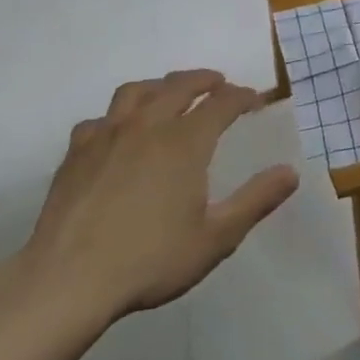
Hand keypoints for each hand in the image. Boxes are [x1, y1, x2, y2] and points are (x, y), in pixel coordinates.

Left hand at [20, 69, 298, 322]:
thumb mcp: (216, 237)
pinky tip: (117, 131)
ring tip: (169, 92)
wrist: (69, 279)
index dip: (242, 96)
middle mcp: (147, 126)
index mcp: (185, 142)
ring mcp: (107, 135)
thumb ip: (256, 200)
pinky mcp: (76, 152)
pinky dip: (117, 116)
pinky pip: (100, 119)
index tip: (254, 99)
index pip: (221, 104)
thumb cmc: (150, 259)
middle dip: (204, 80)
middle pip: (179, 86)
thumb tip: (290, 172)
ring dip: (160, 86)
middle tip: (219, 82)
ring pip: (136, 92)